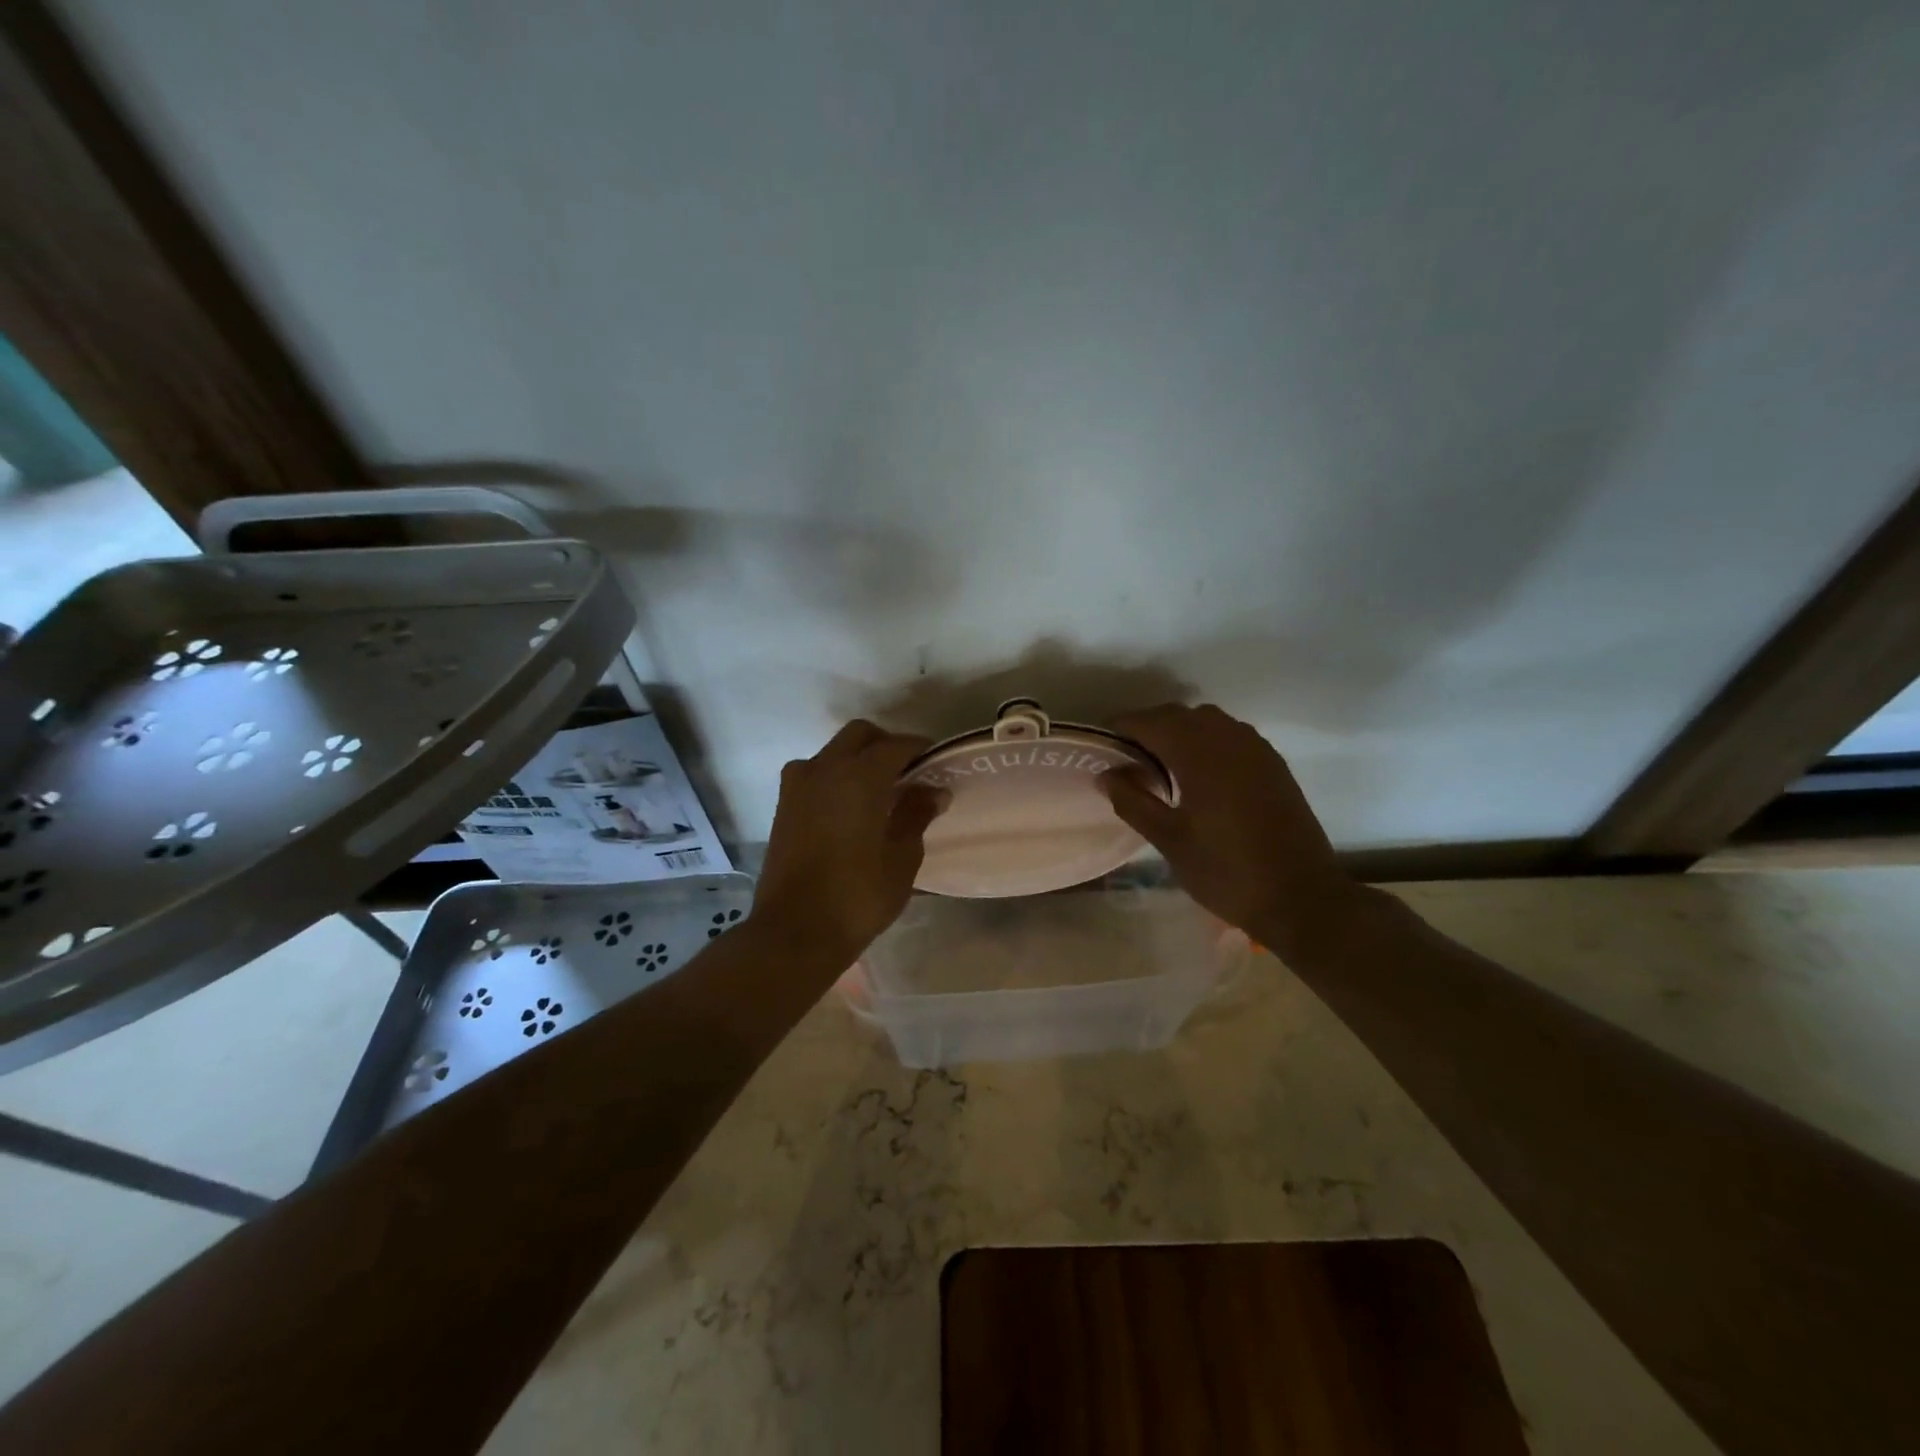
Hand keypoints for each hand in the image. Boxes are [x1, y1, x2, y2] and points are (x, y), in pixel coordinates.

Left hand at [751, 720, 943, 964]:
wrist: (795, 931)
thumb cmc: (858, 896)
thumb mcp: (902, 857)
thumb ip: (917, 814)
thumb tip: (934, 790)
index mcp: (859, 776)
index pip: (896, 745)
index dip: (920, 749)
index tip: (937, 763)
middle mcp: (824, 768)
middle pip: (859, 735)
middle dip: (886, 745)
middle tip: (909, 773)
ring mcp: (798, 785)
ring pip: (833, 752)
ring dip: (858, 759)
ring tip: (880, 791)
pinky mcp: (784, 806)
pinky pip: (815, 774)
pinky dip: (836, 777)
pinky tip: (852, 808)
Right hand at [1098, 703, 1362, 954]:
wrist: (1302, 897)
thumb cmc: (1227, 872)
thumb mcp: (1170, 841)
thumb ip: (1133, 802)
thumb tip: (1106, 775)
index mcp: (1200, 754)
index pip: (1151, 722)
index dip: (1122, 727)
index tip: (1102, 743)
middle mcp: (1229, 739)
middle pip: (1179, 715)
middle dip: (1149, 727)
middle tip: (1126, 757)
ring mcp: (1256, 749)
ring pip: (1208, 721)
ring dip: (1179, 731)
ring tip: (1160, 764)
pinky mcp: (1273, 764)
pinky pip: (1231, 735)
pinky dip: (1207, 741)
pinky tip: (1198, 774)